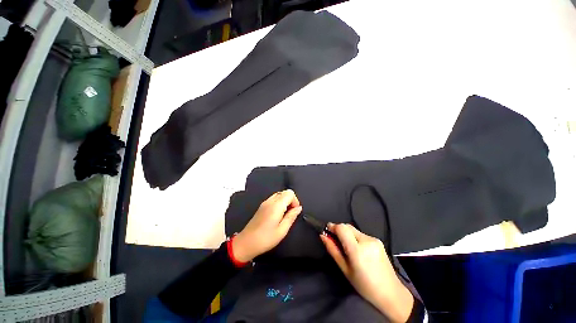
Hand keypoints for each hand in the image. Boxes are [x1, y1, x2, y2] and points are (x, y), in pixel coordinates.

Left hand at [233, 190, 301, 261]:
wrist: (246, 243)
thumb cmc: (265, 239)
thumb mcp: (282, 230)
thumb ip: (291, 217)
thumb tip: (298, 208)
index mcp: (276, 206)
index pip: (289, 193)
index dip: (295, 201)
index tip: (294, 211)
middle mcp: (270, 201)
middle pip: (285, 192)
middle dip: (291, 200)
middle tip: (290, 214)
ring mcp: (265, 203)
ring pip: (279, 195)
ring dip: (285, 201)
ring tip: (284, 215)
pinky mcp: (261, 206)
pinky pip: (273, 199)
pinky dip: (279, 203)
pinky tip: (277, 215)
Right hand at [320, 223, 413, 322]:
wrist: (391, 293)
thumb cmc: (364, 285)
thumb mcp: (345, 269)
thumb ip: (333, 250)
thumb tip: (322, 235)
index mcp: (357, 250)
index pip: (342, 228)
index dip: (332, 227)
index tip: (327, 231)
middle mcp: (367, 240)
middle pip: (347, 226)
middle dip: (339, 230)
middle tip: (334, 240)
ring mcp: (374, 239)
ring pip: (354, 230)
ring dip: (347, 234)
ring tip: (347, 247)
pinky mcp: (378, 241)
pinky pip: (361, 234)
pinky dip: (355, 237)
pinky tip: (357, 249)